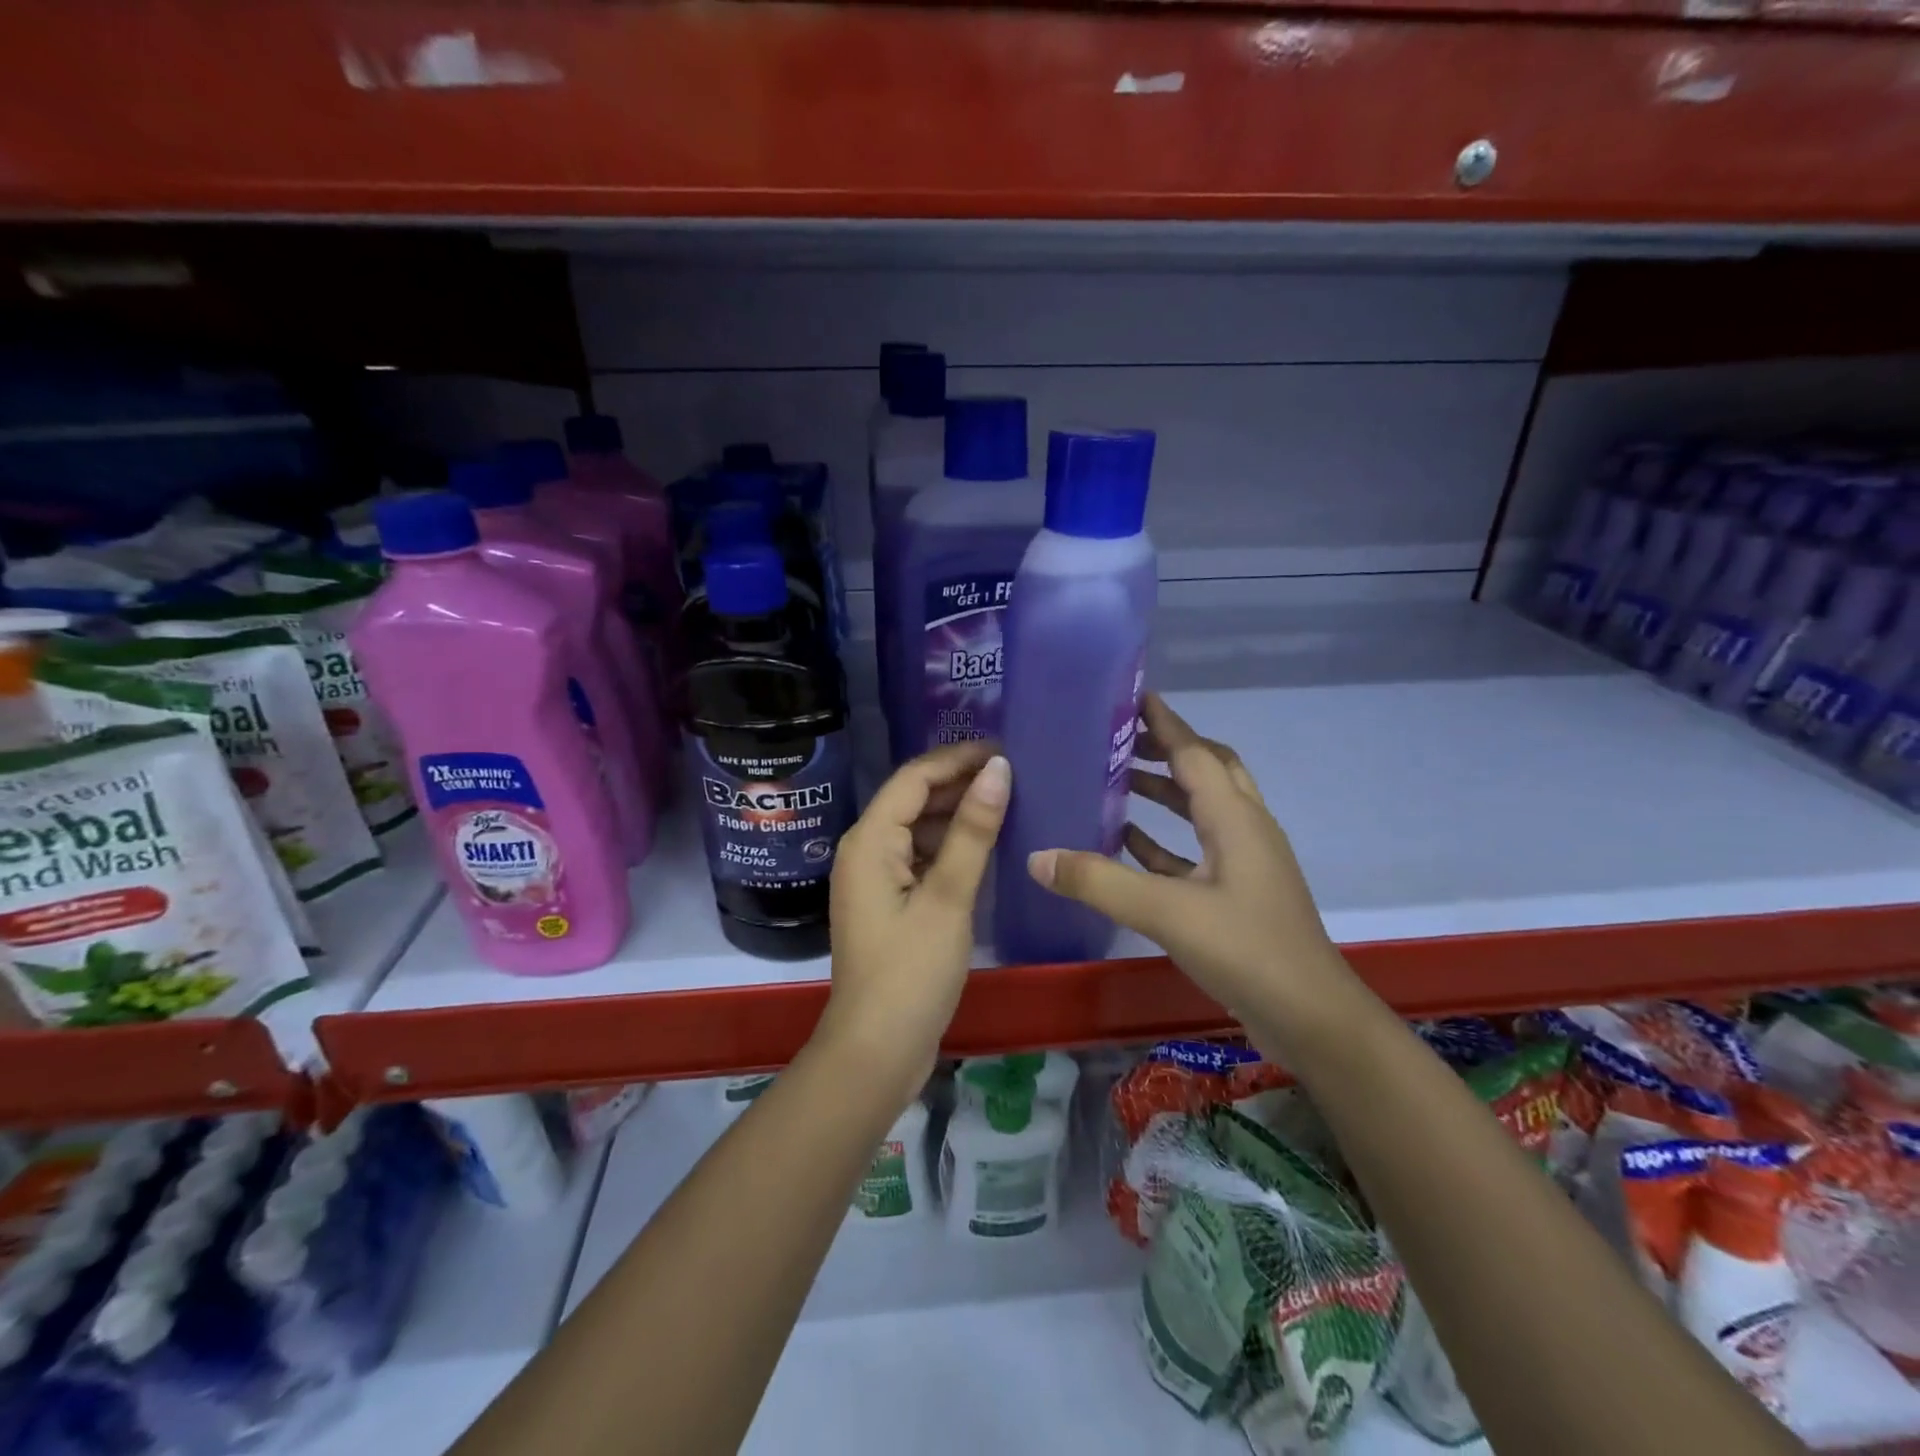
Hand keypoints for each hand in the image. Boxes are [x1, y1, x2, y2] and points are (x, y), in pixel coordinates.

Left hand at [818, 742, 1009, 1104]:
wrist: (875, 1052)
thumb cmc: (911, 973)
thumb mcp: (948, 898)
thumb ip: (973, 831)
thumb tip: (998, 769)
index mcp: (869, 841)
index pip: (914, 777)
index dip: (957, 758)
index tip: (1005, 749)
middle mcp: (864, 850)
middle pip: (913, 799)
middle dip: (959, 783)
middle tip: (1015, 775)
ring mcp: (874, 879)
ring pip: (917, 829)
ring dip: (956, 814)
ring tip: (1007, 803)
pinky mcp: (888, 904)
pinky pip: (919, 858)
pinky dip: (949, 847)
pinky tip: (985, 848)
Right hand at [1026, 693, 1350, 1029]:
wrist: (1311, 1019)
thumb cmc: (1247, 951)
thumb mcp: (1167, 913)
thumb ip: (1100, 883)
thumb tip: (1037, 856)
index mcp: (1235, 818)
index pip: (1195, 752)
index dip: (1164, 722)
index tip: (1132, 695)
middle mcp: (1245, 829)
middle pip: (1207, 770)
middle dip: (1165, 749)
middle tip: (1117, 739)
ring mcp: (1245, 863)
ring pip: (1202, 809)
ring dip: (1164, 792)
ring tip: (1115, 781)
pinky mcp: (1238, 894)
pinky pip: (1196, 850)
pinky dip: (1164, 839)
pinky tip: (1127, 843)